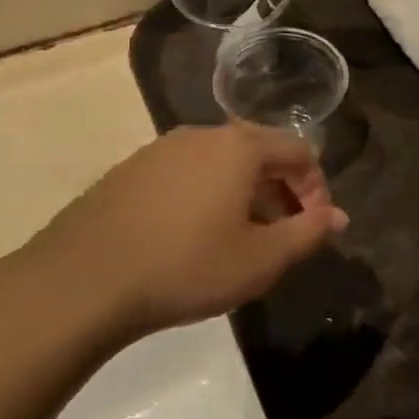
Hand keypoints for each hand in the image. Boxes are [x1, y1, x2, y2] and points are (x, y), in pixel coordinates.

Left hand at [14, 124, 347, 349]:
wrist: (80, 283)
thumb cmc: (187, 266)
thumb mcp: (262, 258)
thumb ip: (309, 233)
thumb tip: (338, 218)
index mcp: (239, 146)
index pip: (299, 151)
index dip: (317, 189)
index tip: (314, 229)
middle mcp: (201, 136)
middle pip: (260, 153)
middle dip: (281, 192)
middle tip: (282, 237)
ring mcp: (158, 151)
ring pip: (220, 165)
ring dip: (244, 197)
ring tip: (239, 241)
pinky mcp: (127, 173)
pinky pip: (185, 176)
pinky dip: (206, 199)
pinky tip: (192, 240)